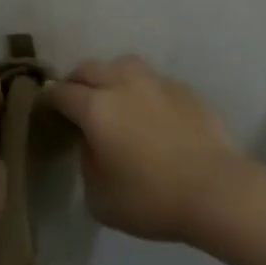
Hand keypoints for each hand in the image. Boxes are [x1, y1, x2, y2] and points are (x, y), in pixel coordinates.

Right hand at [43, 56, 245, 242]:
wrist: (216, 190)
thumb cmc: (151, 199)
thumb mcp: (99, 197)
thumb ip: (87, 163)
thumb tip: (94, 144)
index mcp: (97, 108)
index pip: (62, 93)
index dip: (50, 100)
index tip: (49, 111)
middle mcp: (125, 85)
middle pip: (90, 68)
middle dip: (78, 82)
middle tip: (77, 102)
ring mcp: (159, 83)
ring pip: (125, 65)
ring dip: (112, 77)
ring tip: (115, 98)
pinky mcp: (186, 90)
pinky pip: (155, 81)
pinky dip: (145, 90)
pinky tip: (152, 112)